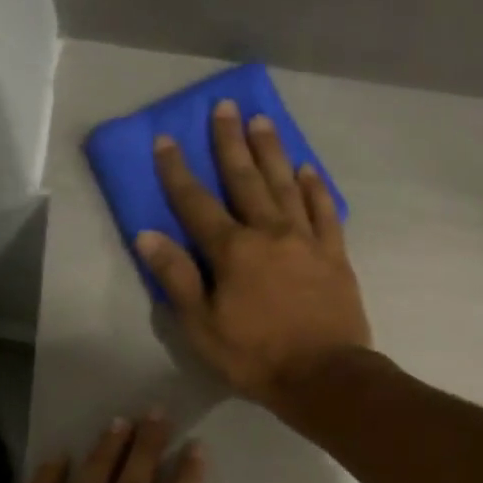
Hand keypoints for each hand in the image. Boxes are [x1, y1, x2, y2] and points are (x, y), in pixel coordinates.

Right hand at [135, 100, 373, 411]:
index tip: (165, 138)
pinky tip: (308, 170)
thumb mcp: (203, 328)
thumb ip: (177, 279)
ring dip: (272, 152)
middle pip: (246, 179)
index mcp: (232, 251)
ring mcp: (306, 241)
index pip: (196, 203)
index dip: (177, 171)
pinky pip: (324, 212)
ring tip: (262, 122)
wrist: (324, 376)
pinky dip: (315, 188)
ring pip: (286, 185)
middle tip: (224, 106)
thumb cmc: (256, 358)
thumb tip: (148, 235)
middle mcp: (269, 232)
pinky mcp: (335, 255)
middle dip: (230, 142)